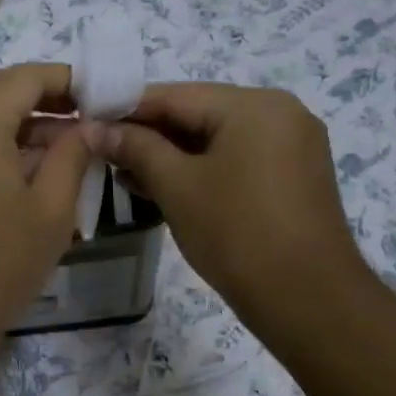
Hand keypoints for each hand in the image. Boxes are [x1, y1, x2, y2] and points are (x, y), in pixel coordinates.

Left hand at [0, 64, 92, 343]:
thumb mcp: (51, 210)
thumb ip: (73, 155)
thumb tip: (89, 127)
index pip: (26, 77)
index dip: (67, 81)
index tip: (100, 97)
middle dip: (37, 94)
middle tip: (78, 118)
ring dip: (11, 116)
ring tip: (56, 146)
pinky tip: (18, 168)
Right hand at [87, 83, 372, 341]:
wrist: (308, 299)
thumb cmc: (236, 233)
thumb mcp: (176, 186)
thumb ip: (135, 148)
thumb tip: (95, 128)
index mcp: (254, 105)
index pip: (175, 96)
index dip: (127, 109)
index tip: (88, 122)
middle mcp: (280, 113)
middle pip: (198, 114)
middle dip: (149, 135)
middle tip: (103, 154)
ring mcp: (292, 145)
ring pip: (217, 139)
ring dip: (172, 155)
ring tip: (125, 175)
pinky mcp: (294, 176)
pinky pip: (237, 159)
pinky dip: (202, 169)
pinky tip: (165, 186)